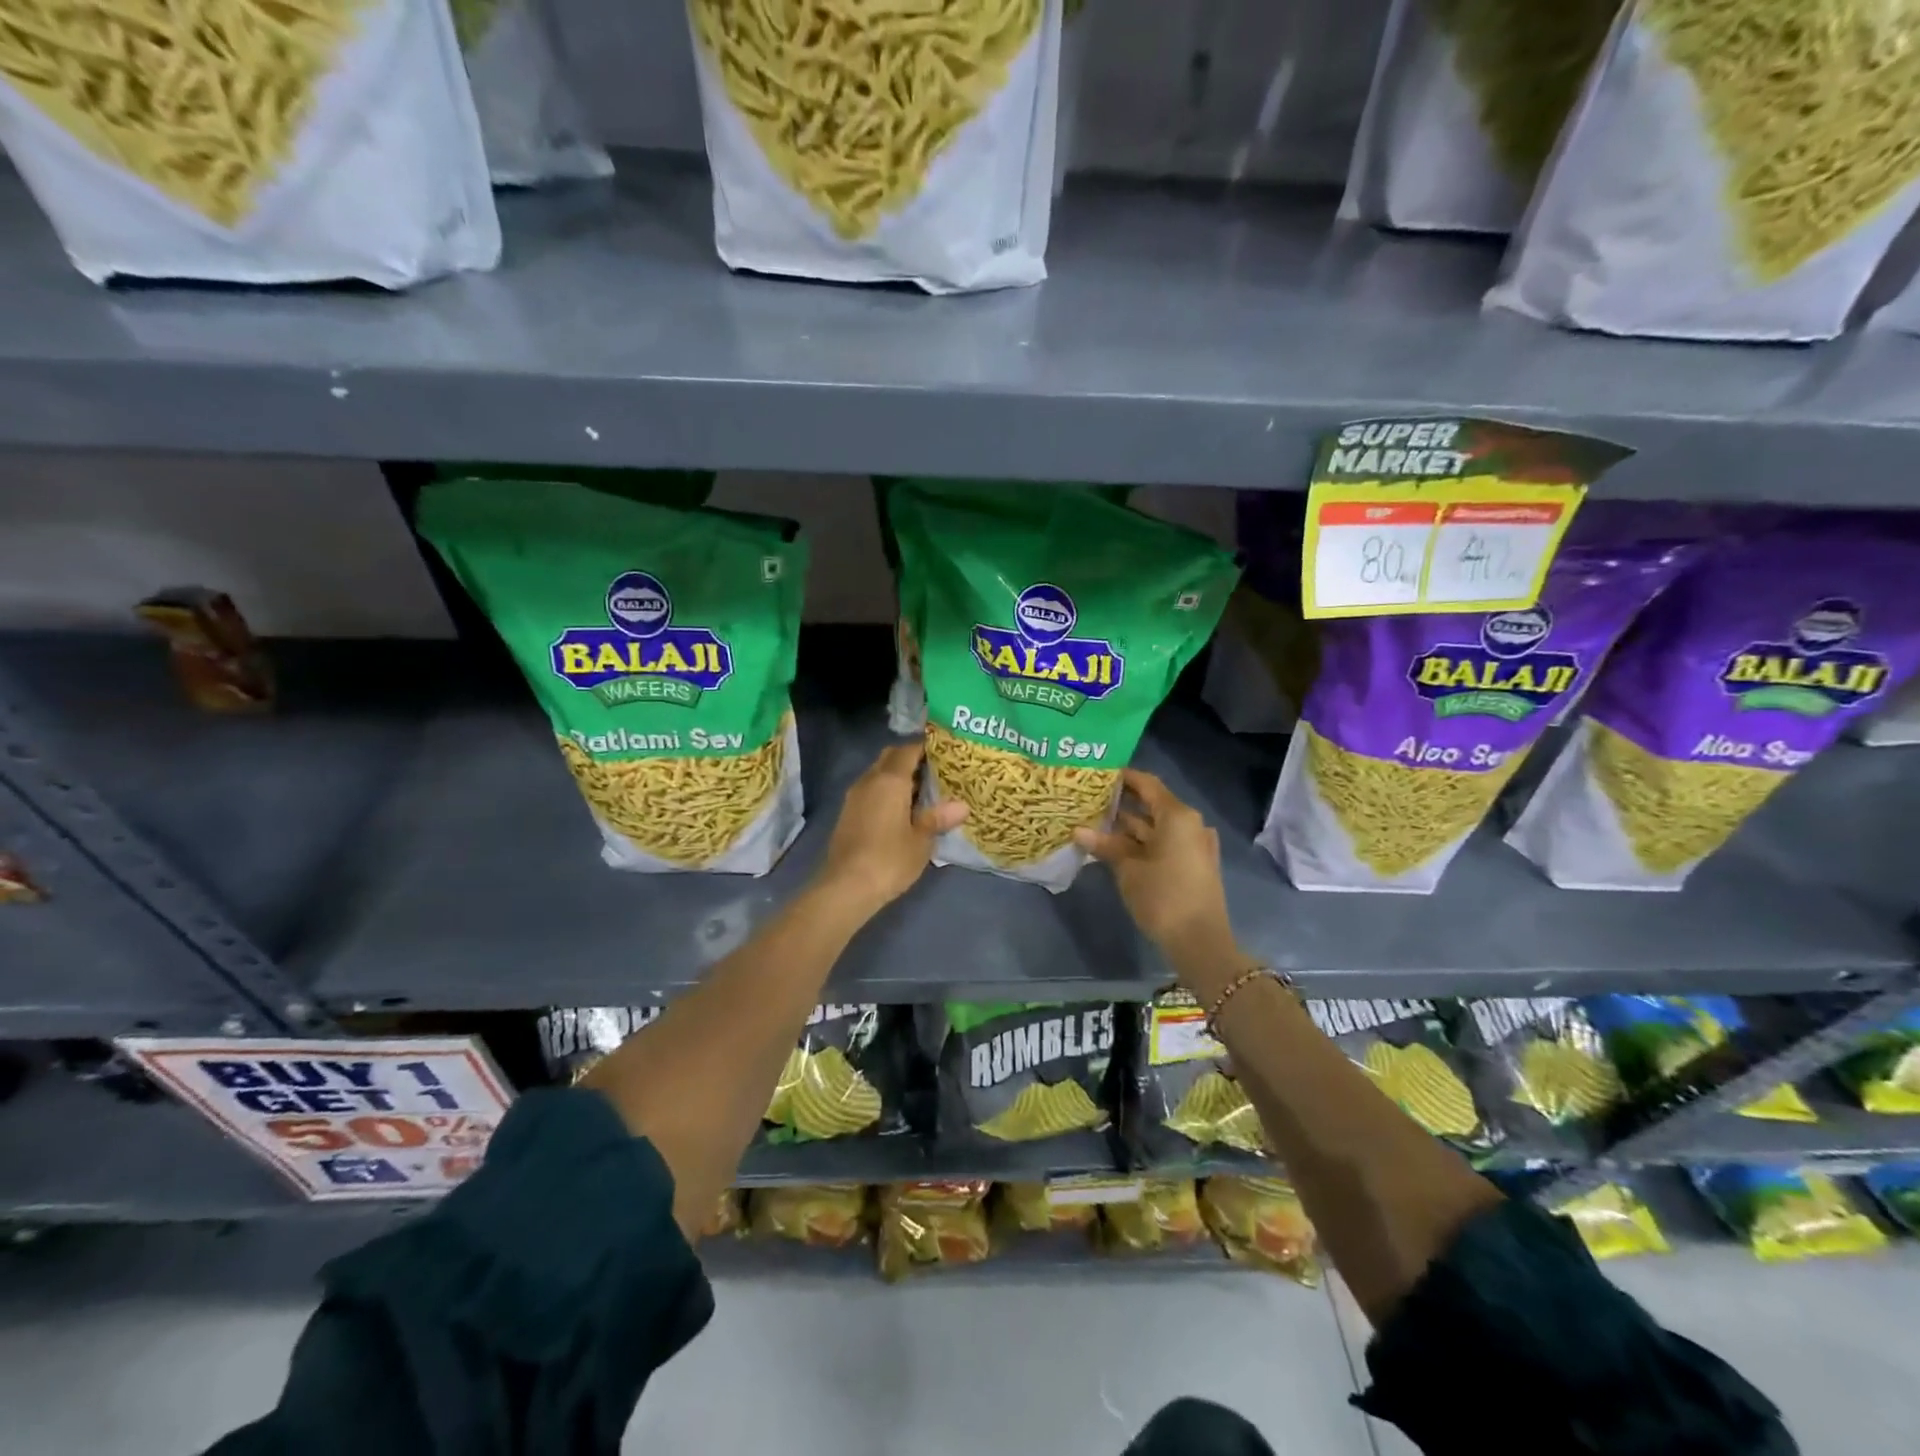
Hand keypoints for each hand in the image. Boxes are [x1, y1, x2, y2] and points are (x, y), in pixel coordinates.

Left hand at [816, 741, 965, 916]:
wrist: (846, 886)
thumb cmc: (889, 859)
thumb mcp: (921, 841)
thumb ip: (938, 818)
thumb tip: (962, 806)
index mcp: (890, 780)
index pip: (908, 750)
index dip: (927, 747)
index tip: (946, 751)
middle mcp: (869, 780)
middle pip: (890, 757)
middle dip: (911, 758)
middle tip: (936, 770)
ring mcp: (854, 796)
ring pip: (878, 773)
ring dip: (897, 776)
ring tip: (923, 790)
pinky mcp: (848, 813)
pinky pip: (870, 789)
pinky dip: (886, 791)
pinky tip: (902, 809)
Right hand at [1075, 769, 1238, 973]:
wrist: (1200, 942)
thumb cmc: (1163, 897)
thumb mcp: (1128, 869)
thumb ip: (1106, 845)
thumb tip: (1078, 830)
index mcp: (1178, 816)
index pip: (1147, 784)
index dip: (1123, 777)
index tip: (1098, 774)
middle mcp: (1189, 824)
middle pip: (1152, 804)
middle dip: (1121, 804)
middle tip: (1089, 799)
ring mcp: (1193, 845)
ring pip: (1156, 827)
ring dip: (1128, 827)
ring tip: (1094, 822)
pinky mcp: (1192, 864)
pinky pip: (1163, 844)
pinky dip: (1141, 843)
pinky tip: (1113, 847)